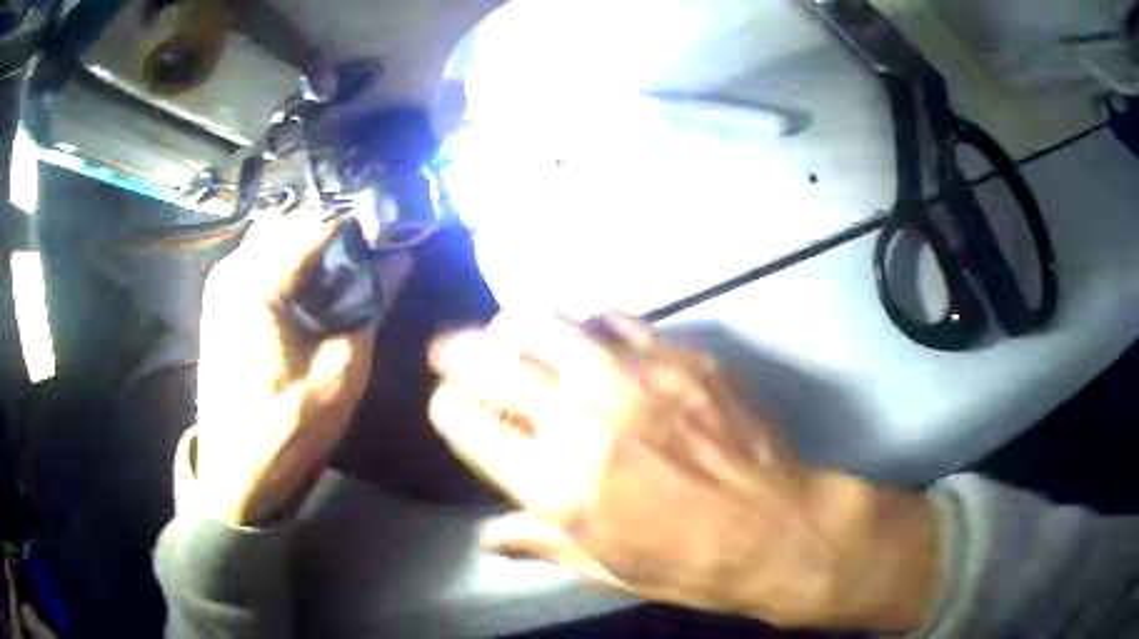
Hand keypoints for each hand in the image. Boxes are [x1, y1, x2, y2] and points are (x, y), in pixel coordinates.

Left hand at [190, 212, 407, 526]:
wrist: (236, 472)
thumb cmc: (287, 429)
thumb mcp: (340, 372)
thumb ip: (370, 304)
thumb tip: (399, 258)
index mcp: (256, 282)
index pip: (319, 222)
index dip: (362, 224)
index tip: (395, 233)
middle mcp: (232, 267)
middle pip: (294, 220)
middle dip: (335, 230)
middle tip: (372, 253)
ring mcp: (221, 281)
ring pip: (275, 234)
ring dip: (311, 243)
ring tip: (345, 269)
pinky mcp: (220, 298)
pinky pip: (260, 256)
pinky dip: (290, 259)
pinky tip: (311, 286)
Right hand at [428, 313, 937, 630]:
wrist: (775, 530)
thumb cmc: (686, 565)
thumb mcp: (603, 568)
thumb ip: (538, 543)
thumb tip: (488, 537)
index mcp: (555, 485)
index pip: (466, 424)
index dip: (447, 409)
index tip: (449, 406)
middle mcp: (583, 422)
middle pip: (493, 362)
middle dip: (458, 351)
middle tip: (447, 346)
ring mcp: (634, 380)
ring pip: (548, 323)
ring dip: (517, 326)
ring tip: (511, 332)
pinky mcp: (680, 357)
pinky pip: (615, 319)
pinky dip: (588, 325)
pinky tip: (590, 336)